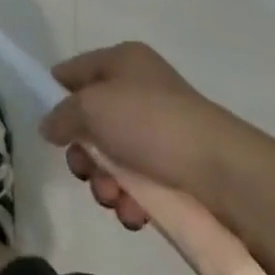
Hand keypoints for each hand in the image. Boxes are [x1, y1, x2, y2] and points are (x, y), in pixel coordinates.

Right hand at [41, 42, 274, 232]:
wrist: (224, 173)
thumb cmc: (150, 123)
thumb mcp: (92, 107)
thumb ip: (62, 115)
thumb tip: (50, 125)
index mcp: (123, 61)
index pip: (76, 71)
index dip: (58, 94)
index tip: (51, 128)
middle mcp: (141, 89)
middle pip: (92, 121)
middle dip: (83, 153)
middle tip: (84, 171)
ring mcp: (160, 131)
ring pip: (114, 158)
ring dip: (105, 183)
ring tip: (115, 200)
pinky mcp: (177, 169)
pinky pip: (140, 183)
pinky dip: (131, 200)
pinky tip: (136, 214)